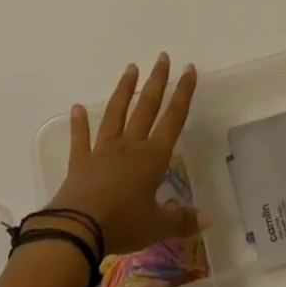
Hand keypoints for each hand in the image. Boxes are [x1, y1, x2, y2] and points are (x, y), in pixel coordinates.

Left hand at [45, 54, 205, 254]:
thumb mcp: (157, 226)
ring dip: (124, 91)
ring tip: (130, 68)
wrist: (78, 229)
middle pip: (146, 107)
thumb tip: (208, 219)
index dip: (183, 94)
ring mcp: (103, 152)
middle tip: (162, 57)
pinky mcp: (80, 163)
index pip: (173, 119)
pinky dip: (79, 124)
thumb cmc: (123, 224)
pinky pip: (81, 139)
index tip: (188, 69)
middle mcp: (130, 146)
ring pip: (116, 114)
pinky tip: (77, 107)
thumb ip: (182, 220)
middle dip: (156, 81)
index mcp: (153, 157)